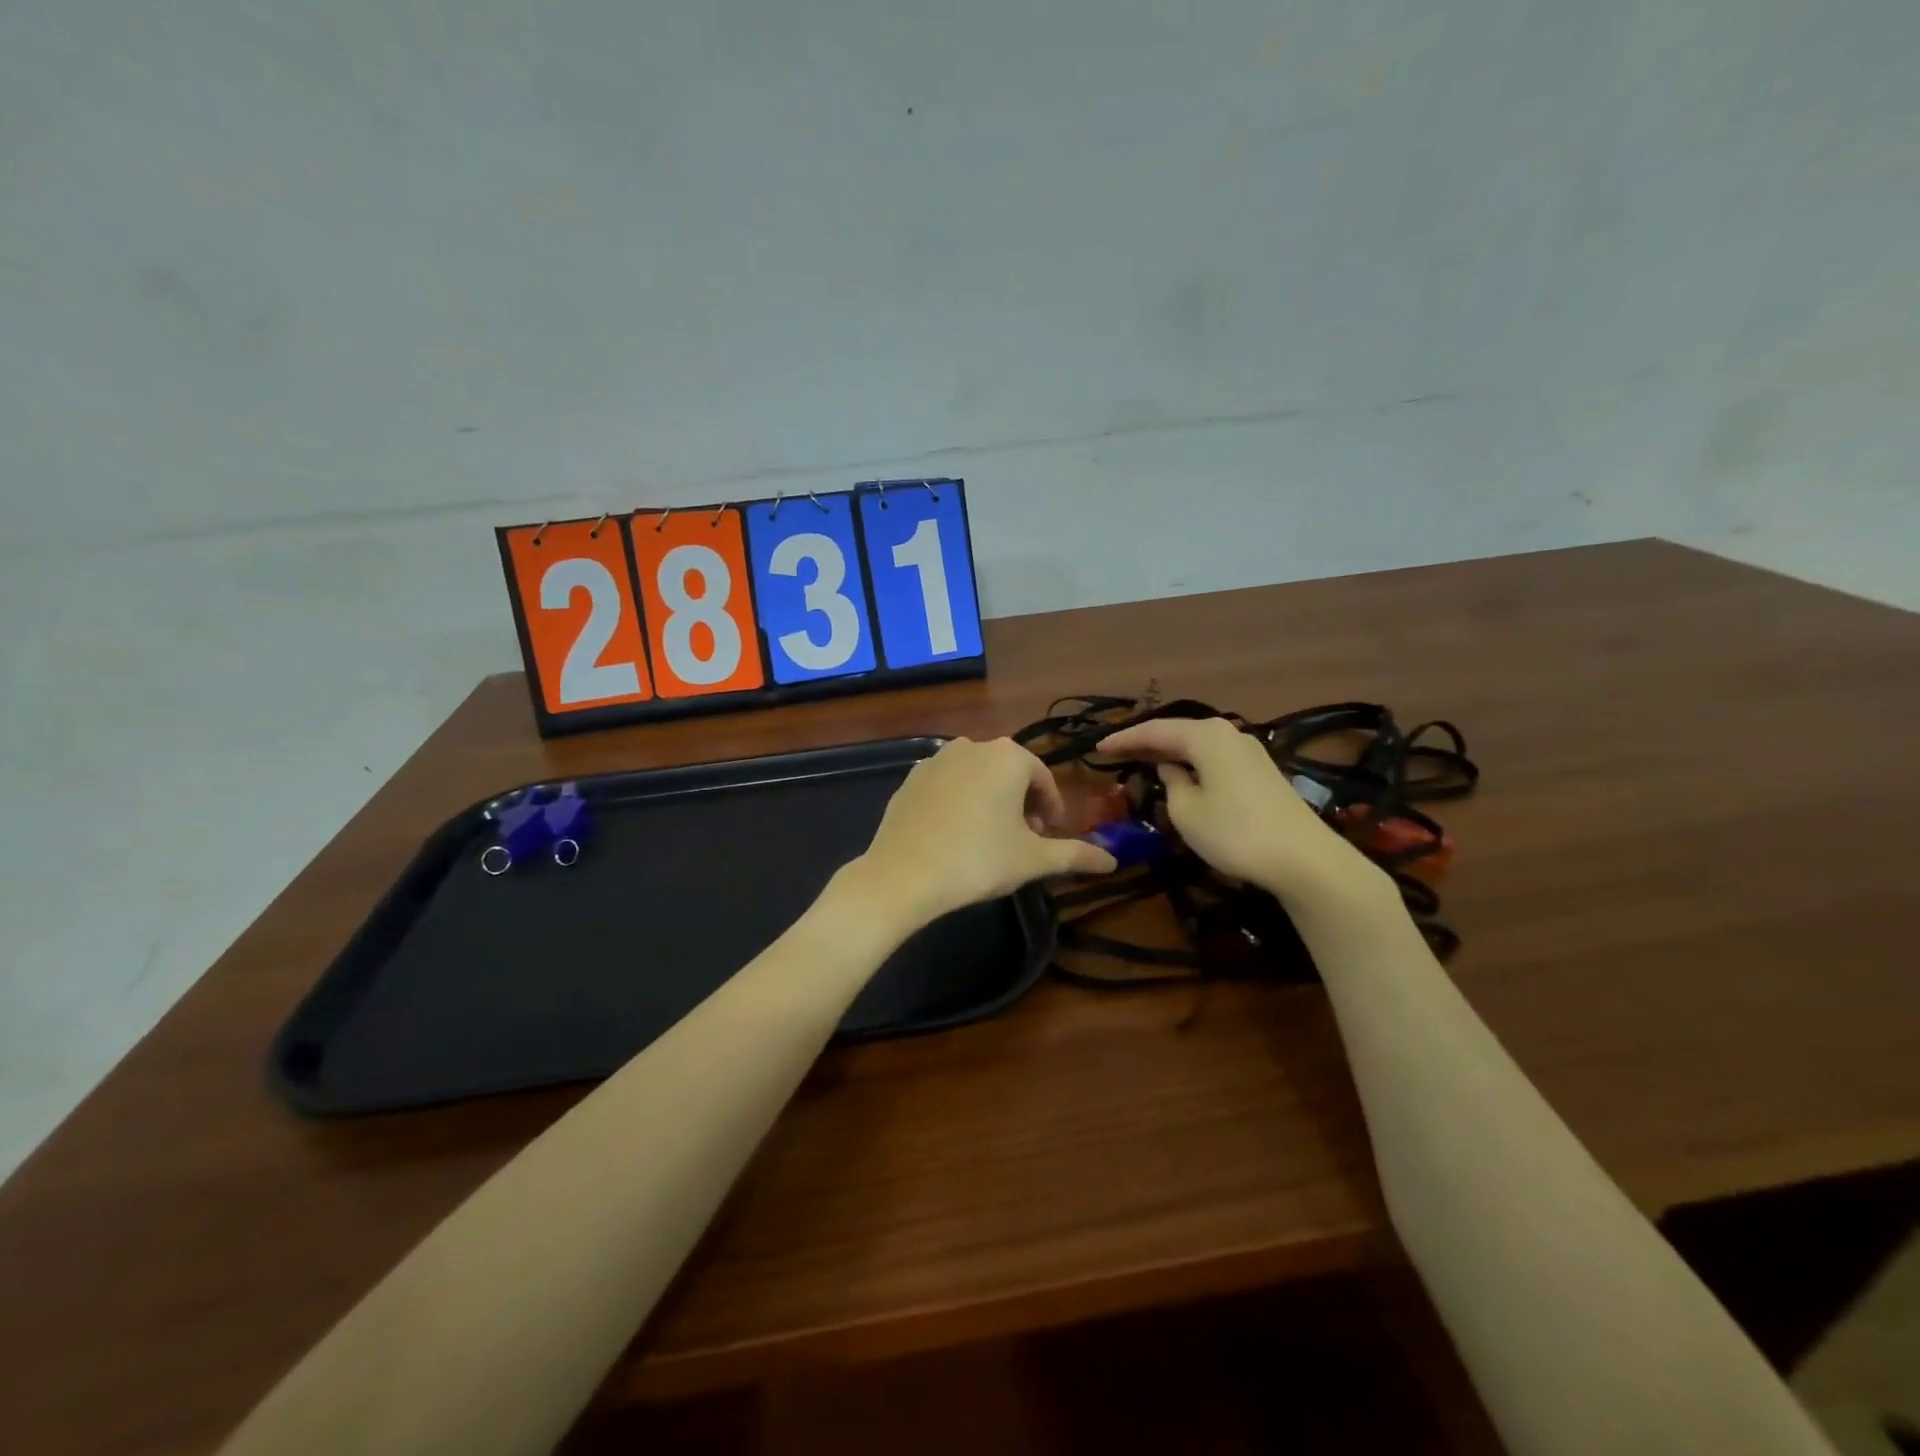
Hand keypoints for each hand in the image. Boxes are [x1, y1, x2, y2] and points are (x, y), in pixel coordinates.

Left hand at [843, 738, 1116, 929]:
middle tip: (1023, 840)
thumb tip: (1113, 861)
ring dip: (990, 801)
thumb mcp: (1033, 859)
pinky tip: (955, 835)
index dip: (1052, 808)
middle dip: (1022, 803)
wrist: (904, 874)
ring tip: (990, 839)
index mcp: (1008, 756)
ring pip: (977, 777)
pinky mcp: (910, 779)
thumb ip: (1076, 855)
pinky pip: (947, 786)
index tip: (1050, 837)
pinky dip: (959, 803)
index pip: (1042, 778)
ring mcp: (936, 760)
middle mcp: (972, 746)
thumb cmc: (979, 859)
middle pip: (1009, 773)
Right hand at [1096, 716, 1386, 909]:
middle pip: (1178, 732)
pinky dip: (1191, 762)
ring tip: (1142, 761)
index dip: (1124, 739)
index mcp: (1206, 736)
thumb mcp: (1187, 812)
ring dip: (1170, 751)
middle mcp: (1228, 733)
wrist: (1303, 859)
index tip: (1097, 749)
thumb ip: (1171, 784)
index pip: (1155, 730)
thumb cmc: (1235, 832)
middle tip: (1115, 753)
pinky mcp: (1261, 772)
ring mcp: (1249, 751)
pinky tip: (1181, 774)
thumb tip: (1172, 769)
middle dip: (1146, 742)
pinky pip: (1214, 757)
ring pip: (1198, 744)